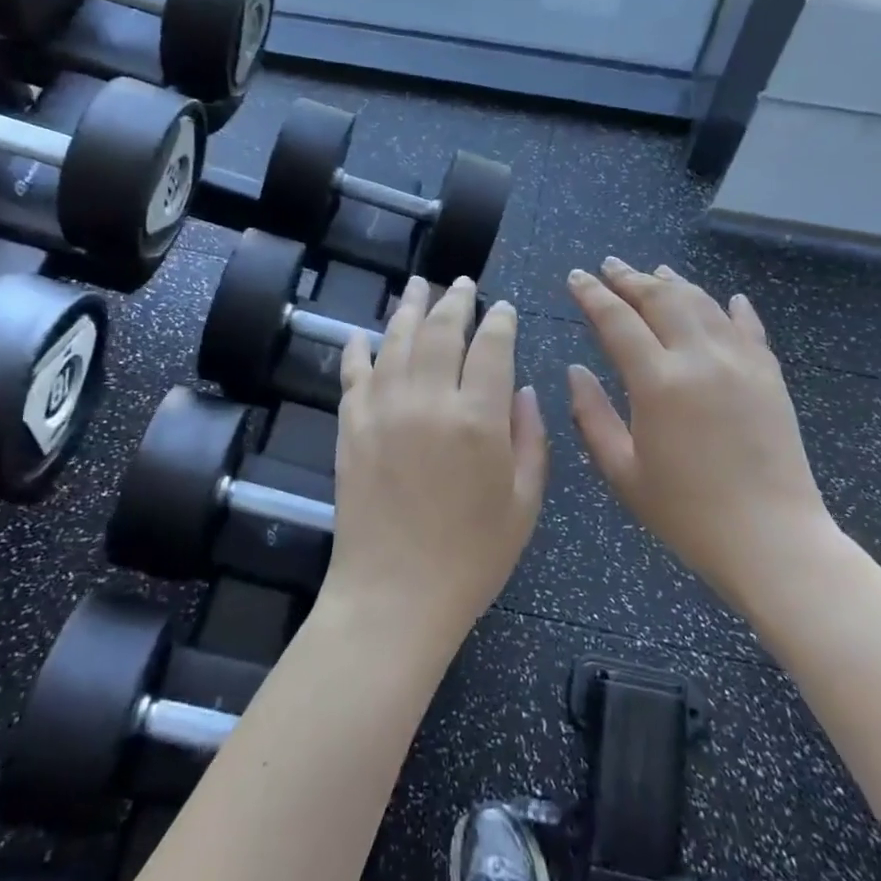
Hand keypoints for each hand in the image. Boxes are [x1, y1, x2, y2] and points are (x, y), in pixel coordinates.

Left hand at [329, 276, 546, 644]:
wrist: (393, 597)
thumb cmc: (471, 558)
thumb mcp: (524, 503)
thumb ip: (530, 438)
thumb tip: (522, 389)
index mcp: (478, 419)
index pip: (492, 347)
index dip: (500, 321)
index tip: (503, 308)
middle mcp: (428, 401)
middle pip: (441, 331)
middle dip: (454, 301)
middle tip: (461, 283)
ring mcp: (382, 410)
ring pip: (395, 340)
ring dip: (408, 308)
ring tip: (416, 285)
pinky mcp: (349, 427)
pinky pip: (353, 374)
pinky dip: (357, 349)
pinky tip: (362, 334)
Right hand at [566, 258, 839, 609]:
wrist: (773, 540)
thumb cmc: (687, 514)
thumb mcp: (622, 473)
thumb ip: (592, 416)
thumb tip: (575, 371)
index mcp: (658, 382)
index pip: (617, 320)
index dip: (592, 294)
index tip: (576, 276)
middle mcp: (700, 358)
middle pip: (661, 298)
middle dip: (630, 278)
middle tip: (609, 266)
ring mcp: (741, 362)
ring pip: (703, 303)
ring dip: (674, 283)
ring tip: (655, 271)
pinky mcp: (770, 375)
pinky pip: (748, 327)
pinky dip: (732, 308)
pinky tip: (727, 298)